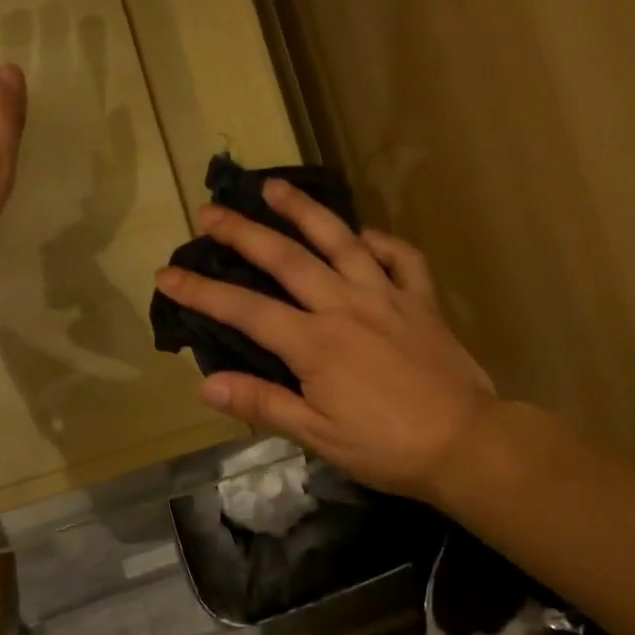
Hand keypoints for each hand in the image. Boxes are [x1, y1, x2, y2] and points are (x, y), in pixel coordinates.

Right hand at [153, 180, 499, 499]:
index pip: (245, 310)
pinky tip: (364, 235)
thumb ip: (262, 404)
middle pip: (287, 258)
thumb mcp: (318, 435)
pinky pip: (401, 258)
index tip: (167, 274)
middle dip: (243, 233)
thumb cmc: (387, 447)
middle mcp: (345, 306)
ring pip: (341, 241)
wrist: (467, 443)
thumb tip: (205, 384)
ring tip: (275, 187)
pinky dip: (381, 241)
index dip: (201, 292)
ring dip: (304, 211)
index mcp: (315, 343)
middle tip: (211, 211)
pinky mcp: (421, 301)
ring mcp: (387, 296)